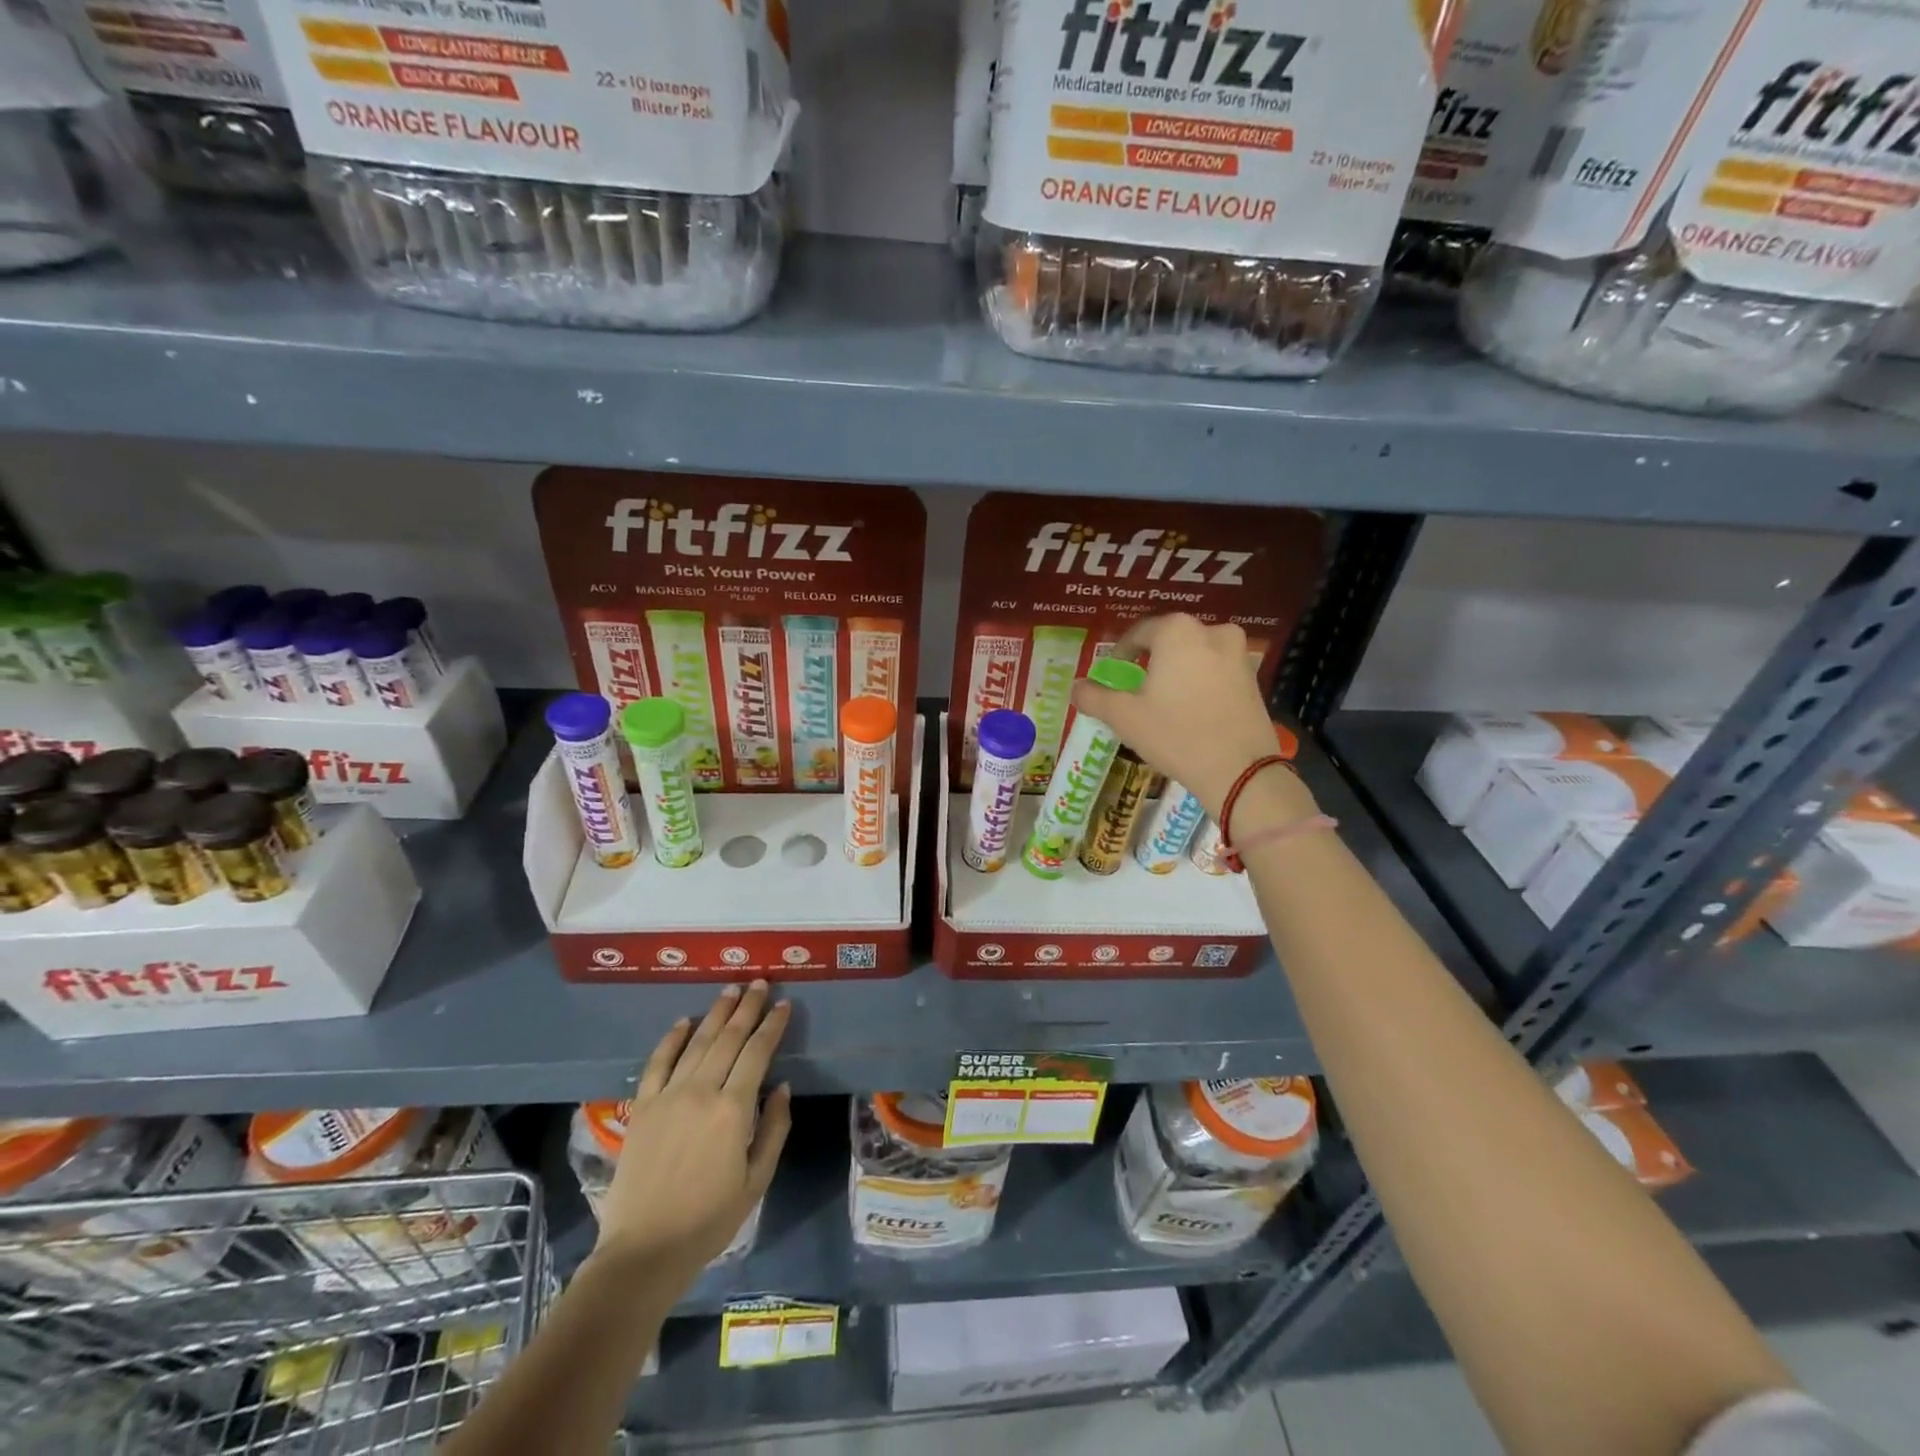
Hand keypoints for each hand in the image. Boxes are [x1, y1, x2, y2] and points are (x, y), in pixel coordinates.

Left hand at [592, 982, 792, 1280]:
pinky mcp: (643, 1107)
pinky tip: (684, 1021)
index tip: (784, 1004)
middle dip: (747, 1007)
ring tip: (731, 989)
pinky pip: (658, 1062)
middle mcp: (701, 1091)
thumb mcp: (756, 1180)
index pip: (757, 1052)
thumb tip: (781, 1087)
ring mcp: (668, 1096)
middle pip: (728, 1038)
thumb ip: (773, 1129)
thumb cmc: (709, 1220)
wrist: (643, 1251)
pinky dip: (672, 1038)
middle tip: (760, 983)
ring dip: (716, 1012)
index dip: (772, 1026)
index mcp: (733, 1109)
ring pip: (697, 1042)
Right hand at [1073, 614, 1314, 820]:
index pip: (1139, 632)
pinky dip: (1201, 683)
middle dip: (1152, 660)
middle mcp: (1211, 631)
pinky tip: (1193, 709)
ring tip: (1166, 699)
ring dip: (1179, 670)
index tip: (1113, 674)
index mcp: (1177, 631)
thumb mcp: (1124, 717)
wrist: (1240, 770)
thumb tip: (1077, 687)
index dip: (1121, 652)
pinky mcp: (1254, 679)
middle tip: (1138, 687)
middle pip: (1170, 640)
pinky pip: (1217, 672)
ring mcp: (1238, 654)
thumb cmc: (1175, 734)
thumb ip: (1095, 697)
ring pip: (1196, 655)